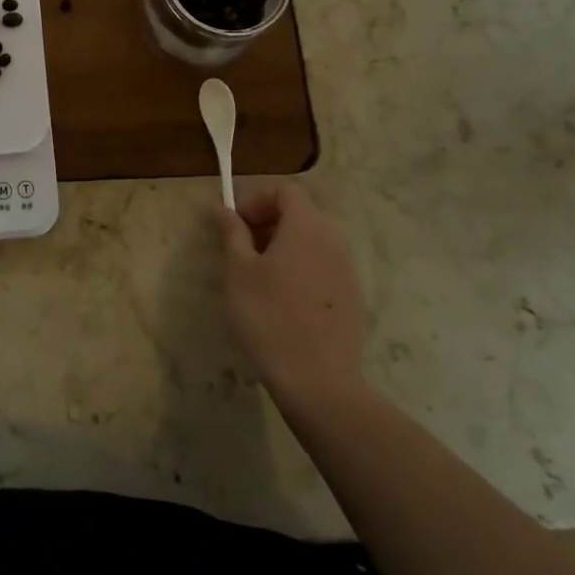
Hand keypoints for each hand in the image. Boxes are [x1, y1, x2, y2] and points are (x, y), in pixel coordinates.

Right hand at [214, 184, 367, 404]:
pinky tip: (282, 300)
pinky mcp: (352, 298)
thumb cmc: (269, 317)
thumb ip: (231, 233)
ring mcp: (347, 270)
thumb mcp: (238, 271)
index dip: (255, 199)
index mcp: (306, 227)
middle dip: (267, 221)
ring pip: (312, 241)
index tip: (234, 224)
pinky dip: (300, 267)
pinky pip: (322, 266)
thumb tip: (222, 208)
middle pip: (300, 213)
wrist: (319, 383)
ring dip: (283, 245)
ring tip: (258, 275)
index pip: (284, 191)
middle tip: (240, 248)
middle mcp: (333, 240)